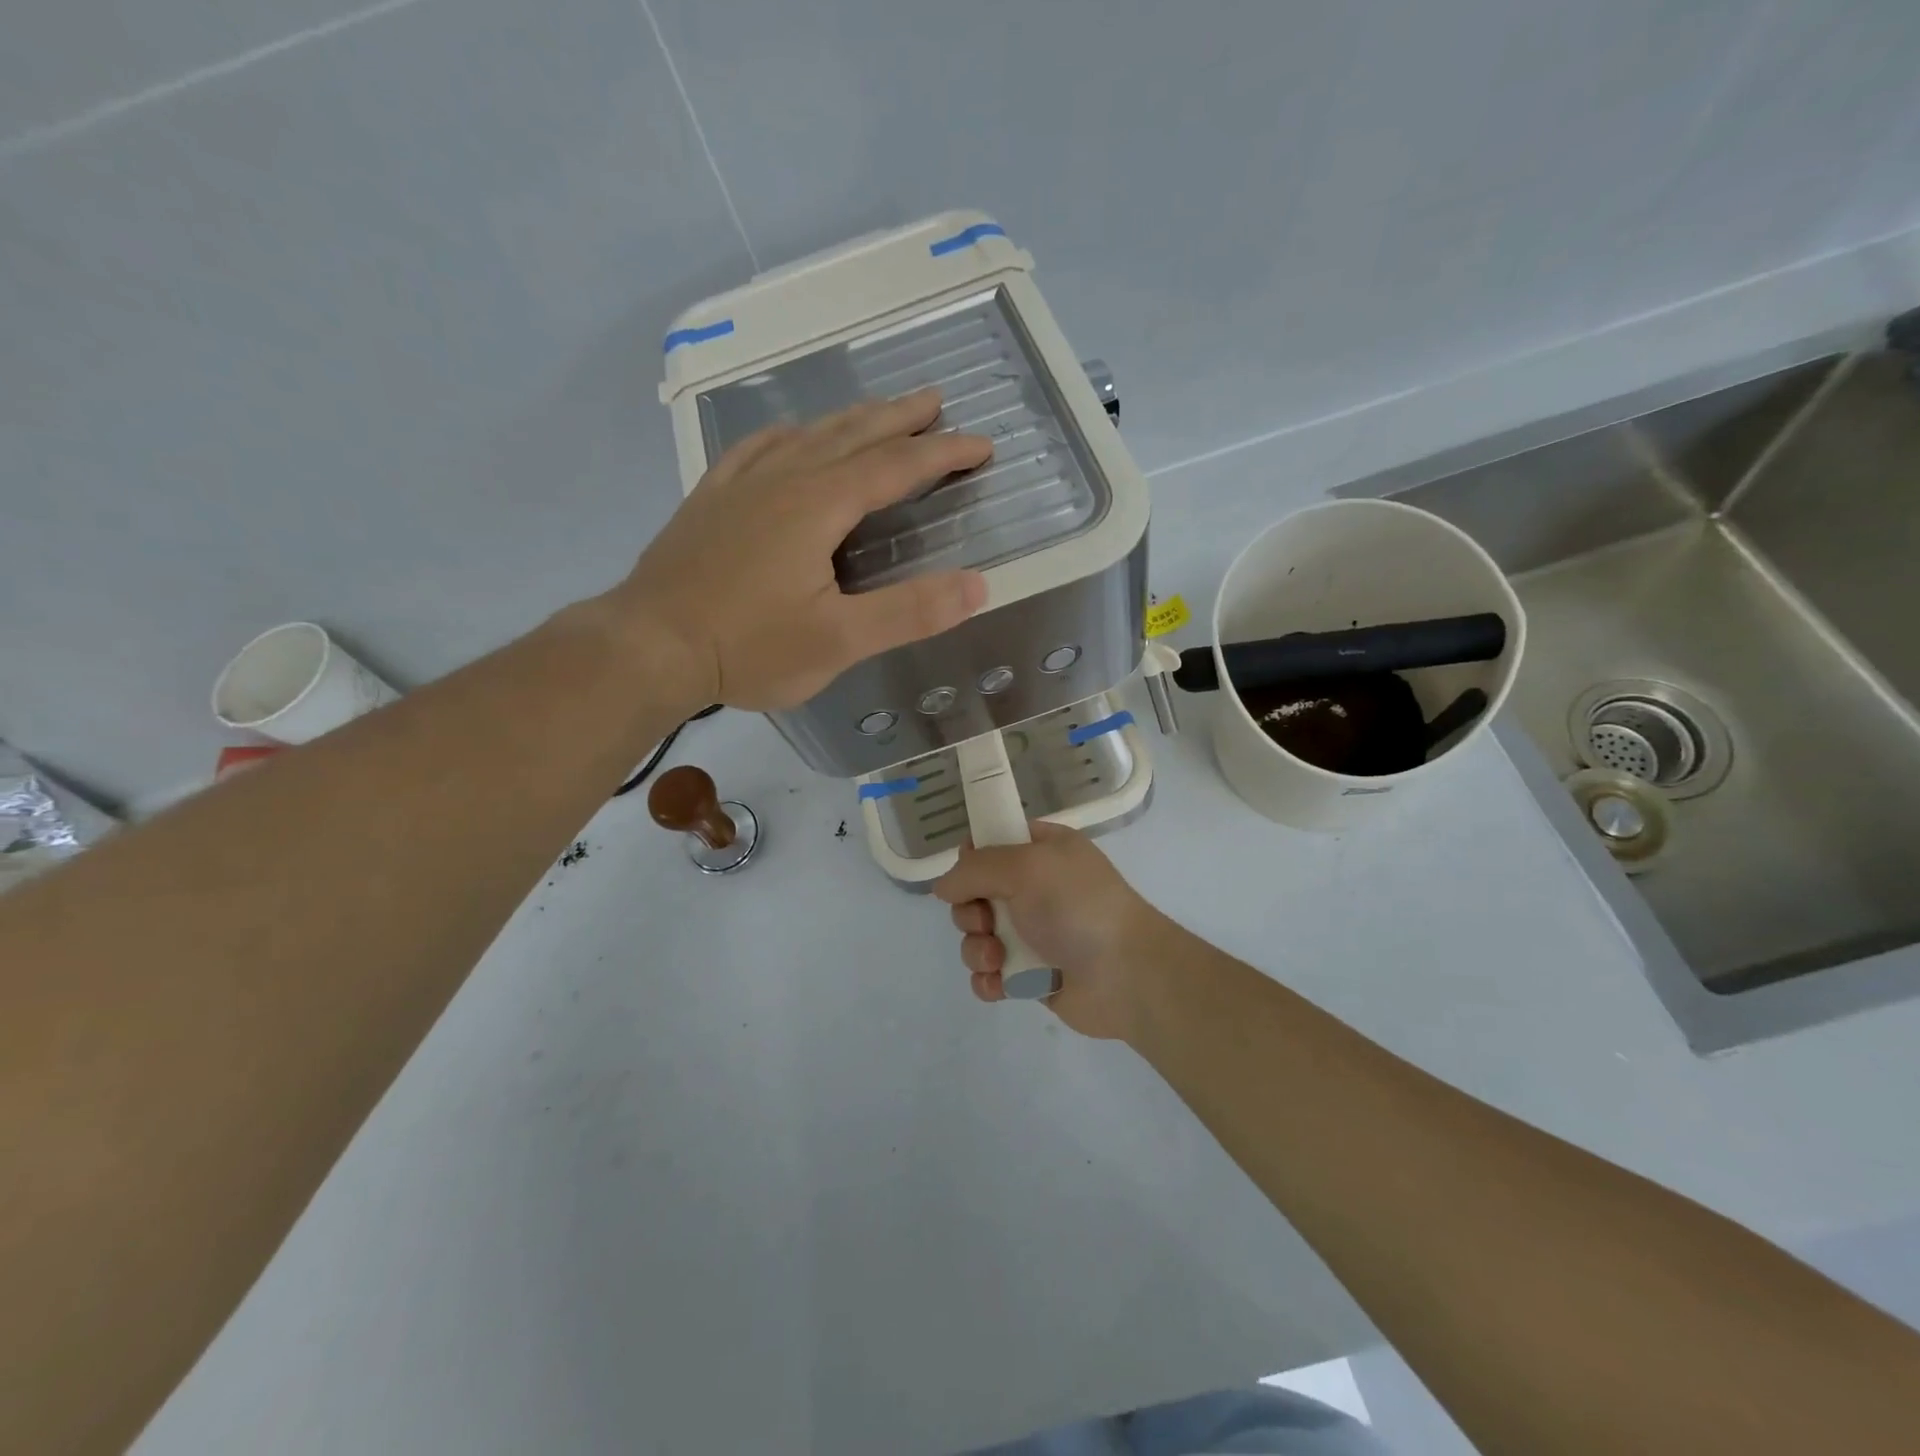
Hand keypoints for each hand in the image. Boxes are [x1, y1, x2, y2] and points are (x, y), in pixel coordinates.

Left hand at [606, 389, 991, 712]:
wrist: (649, 647)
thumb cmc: (748, 647)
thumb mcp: (838, 640)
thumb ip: (909, 612)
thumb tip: (978, 586)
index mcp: (818, 505)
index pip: (896, 466)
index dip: (942, 453)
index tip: (981, 444)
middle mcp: (782, 479)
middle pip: (852, 434)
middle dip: (900, 418)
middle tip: (935, 401)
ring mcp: (740, 484)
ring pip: (806, 434)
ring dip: (850, 419)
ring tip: (878, 412)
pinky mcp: (711, 499)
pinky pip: (757, 448)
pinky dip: (788, 433)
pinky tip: (790, 435)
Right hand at [932, 823, 1177, 1041]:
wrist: (1127, 975)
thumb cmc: (1078, 907)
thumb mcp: (1025, 867)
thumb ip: (976, 868)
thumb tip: (943, 886)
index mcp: (1042, 851)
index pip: (993, 842)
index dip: (972, 857)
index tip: (967, 873)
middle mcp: (1035, 888)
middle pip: (975, 893)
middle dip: (970, 912)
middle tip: (987, 922)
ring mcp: (1032, 933)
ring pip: (977, 937)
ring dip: (977, 950)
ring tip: (999, 960)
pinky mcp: (1030, 975)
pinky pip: (989, 974)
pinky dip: (988, 980)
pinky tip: (1000, 986)